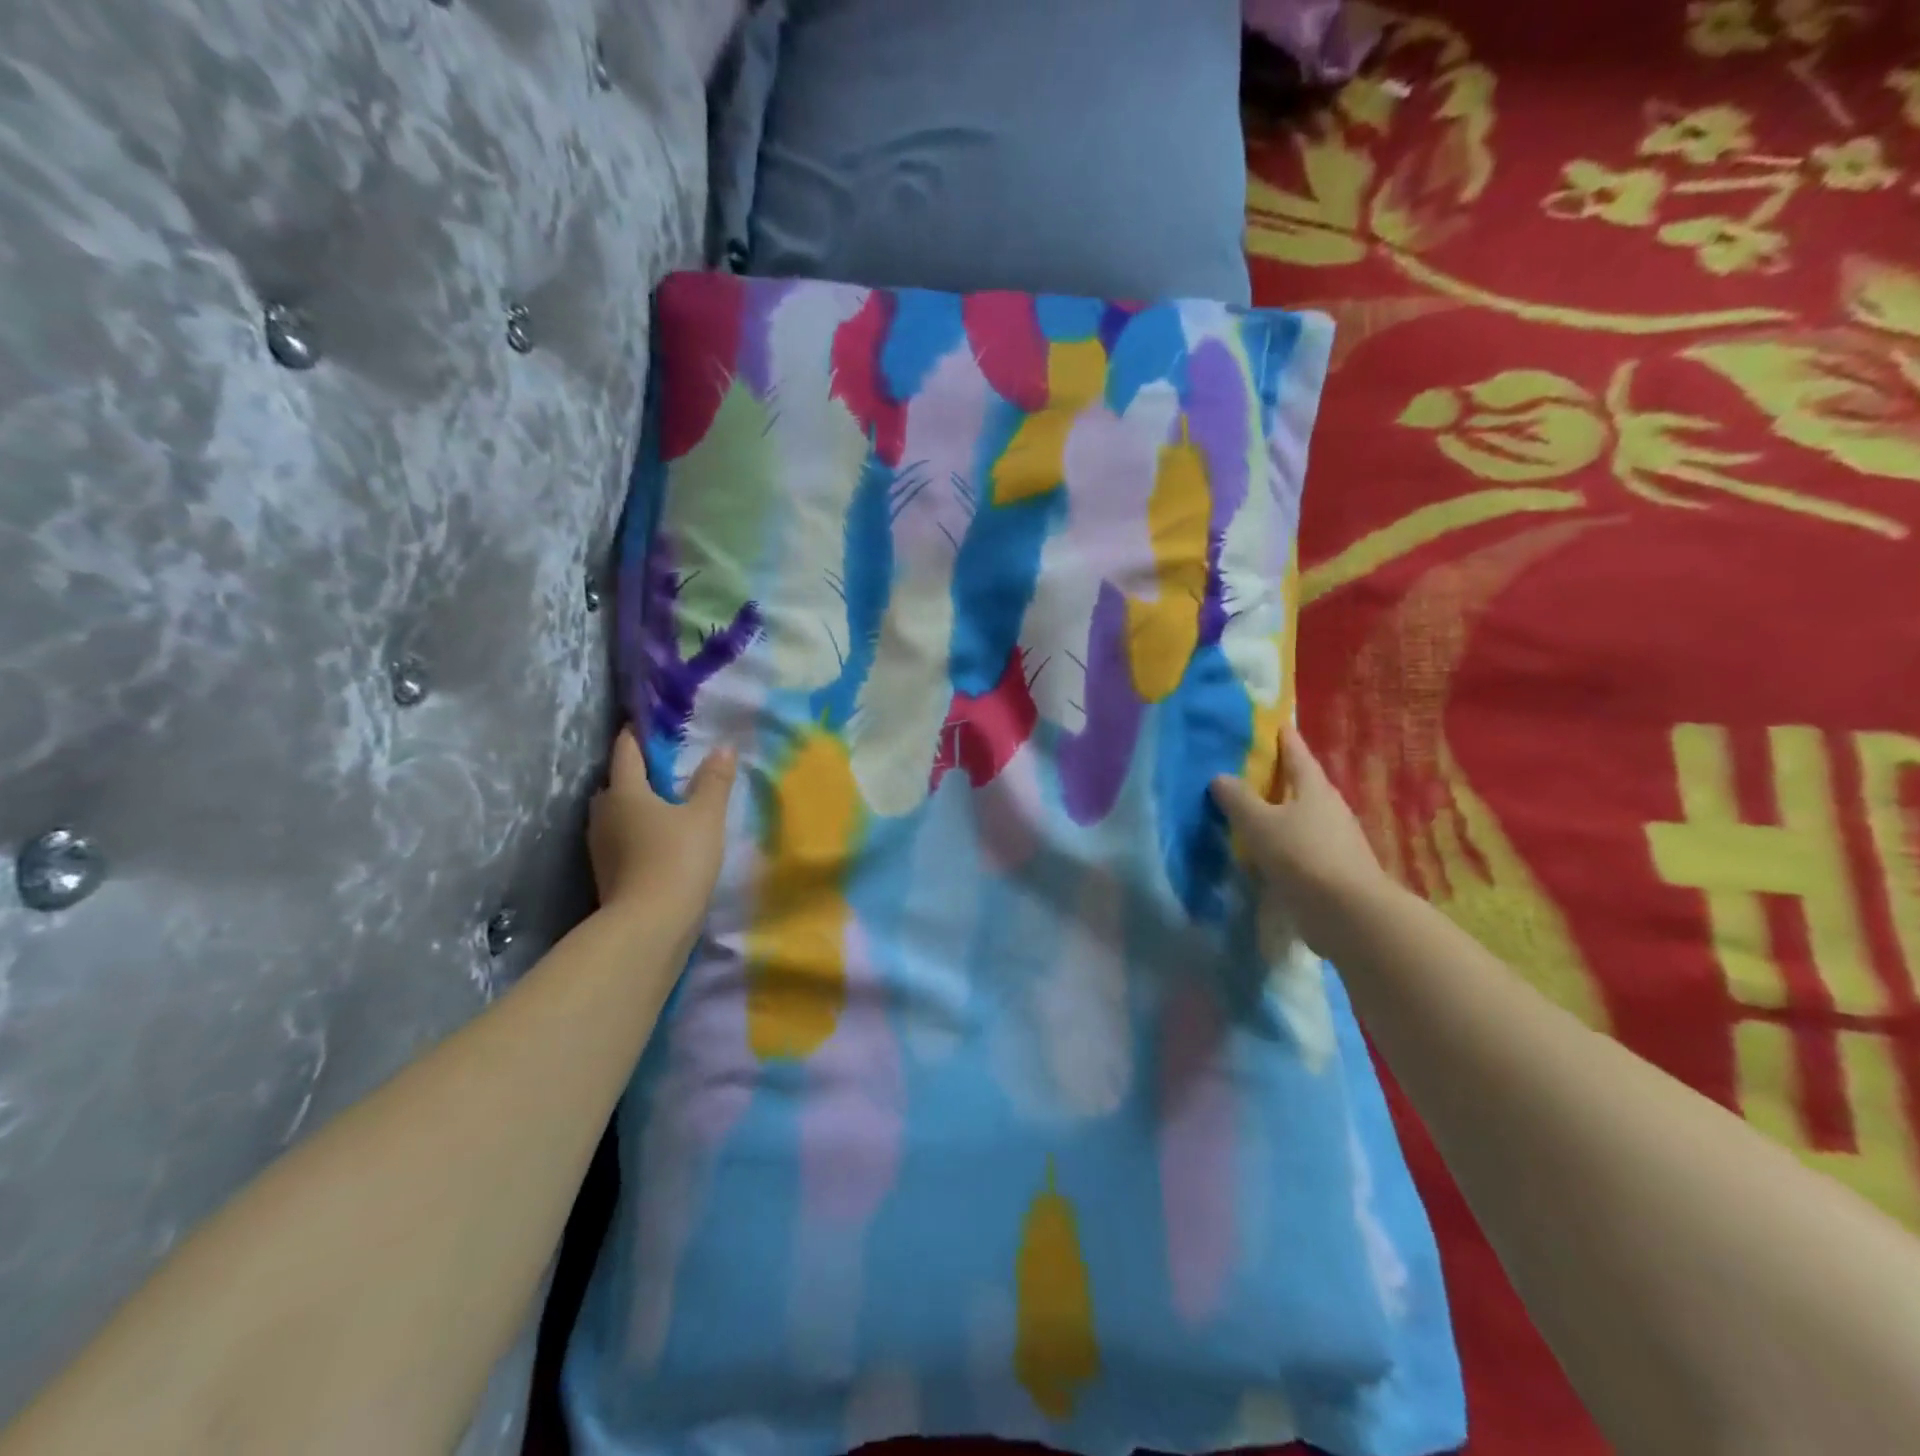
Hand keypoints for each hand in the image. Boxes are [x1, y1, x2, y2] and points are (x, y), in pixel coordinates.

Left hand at [588, 729, 736, 917]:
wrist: (649, 926)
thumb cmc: (677, 859)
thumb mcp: (706, 816)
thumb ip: (715, 781)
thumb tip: (723, 748)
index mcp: (624, 791)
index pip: (626, 750)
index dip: (638, 734)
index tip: (652, 724)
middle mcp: (604, 813)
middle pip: (617, 782)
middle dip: (638, 772)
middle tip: (669, 768)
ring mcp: (601, 845)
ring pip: (617, 812)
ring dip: (637, 805)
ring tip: (668, 804)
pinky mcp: (607, 872)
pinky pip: (621, 838)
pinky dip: (637, 831)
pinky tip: (660, 838)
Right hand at [1211, 726, 1389, 940]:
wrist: (1348, 913)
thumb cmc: (1302, 856)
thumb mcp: (1259, 824)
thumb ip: (1237, 799)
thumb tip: (1220, 776)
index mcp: (1314, 788)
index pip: (1297, 753)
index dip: (1283, 738)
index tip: (1274, 724)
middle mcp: (1330, 807)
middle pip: (1303, 784)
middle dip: (1281, 776)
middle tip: (1252, 770)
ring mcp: (1337, 839)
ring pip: (1304, 816)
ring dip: (1283, 812)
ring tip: (1254, 812)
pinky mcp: (1335, 868)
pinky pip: (1304, 845)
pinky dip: (1286, 842)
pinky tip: (1269, 851)